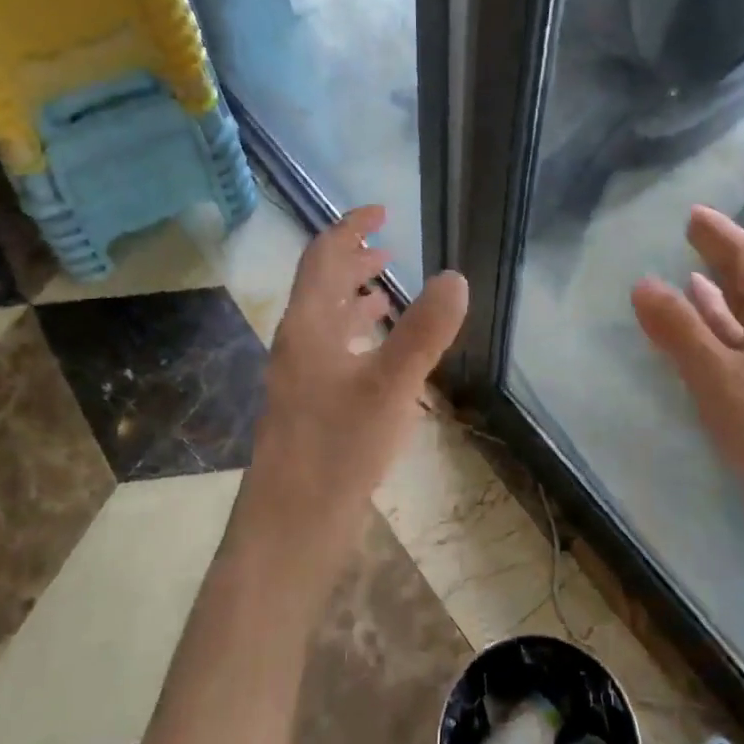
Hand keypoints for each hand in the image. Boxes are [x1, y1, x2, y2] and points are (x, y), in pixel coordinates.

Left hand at [234, 206, 468, 595]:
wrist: (288, 533)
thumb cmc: (336, 452)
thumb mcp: (390, 387)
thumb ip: (424, 332)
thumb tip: (455, 276)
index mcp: (307, 327)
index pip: (322, 257)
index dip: (349, 227)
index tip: (381, 210)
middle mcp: (297, 345)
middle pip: (321, 286)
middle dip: (353, 260)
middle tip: (389, 248)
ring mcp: (300, 380)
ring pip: (327, 322)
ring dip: (355, 299)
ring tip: (386, 292)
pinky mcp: (309, 411)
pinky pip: (334, 355)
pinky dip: (358, 338)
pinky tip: (380, 356)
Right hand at [632, 205, 743, 573]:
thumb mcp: (718, 377)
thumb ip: (679, 330)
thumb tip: (643, 284)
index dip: (722, 234)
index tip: (694, 215)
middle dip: (723, 259)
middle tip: (693, 237)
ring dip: (720, 298)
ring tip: (690, 280)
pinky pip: (742, 351)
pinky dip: (718, 336)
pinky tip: (702, 342)